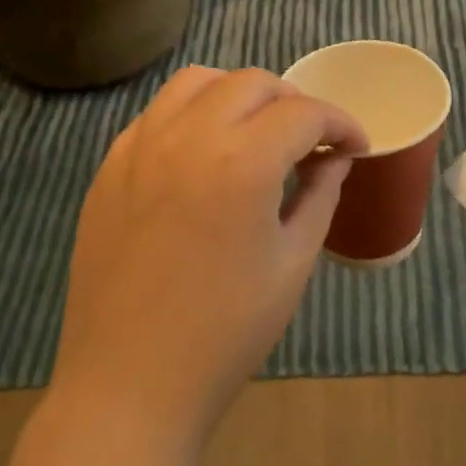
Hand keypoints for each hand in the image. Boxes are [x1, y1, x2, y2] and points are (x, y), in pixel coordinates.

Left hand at [50, 67, 365, 450]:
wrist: (131, 383)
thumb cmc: (226, 333)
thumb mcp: (292, 264)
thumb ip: (319, 196)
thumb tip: (335, 158)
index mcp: (241, 163)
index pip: (304, 114)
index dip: (341, 123)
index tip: (356, 146)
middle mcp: (187, 137)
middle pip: (252, 83)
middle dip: (294, 102)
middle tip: (312, 141)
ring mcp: (139, 148)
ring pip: (196, 82)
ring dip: (238, 95)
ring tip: (256, 133)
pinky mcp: (109, 168)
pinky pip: (156, 114)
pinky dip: (192, 114)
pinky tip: (204, 153)